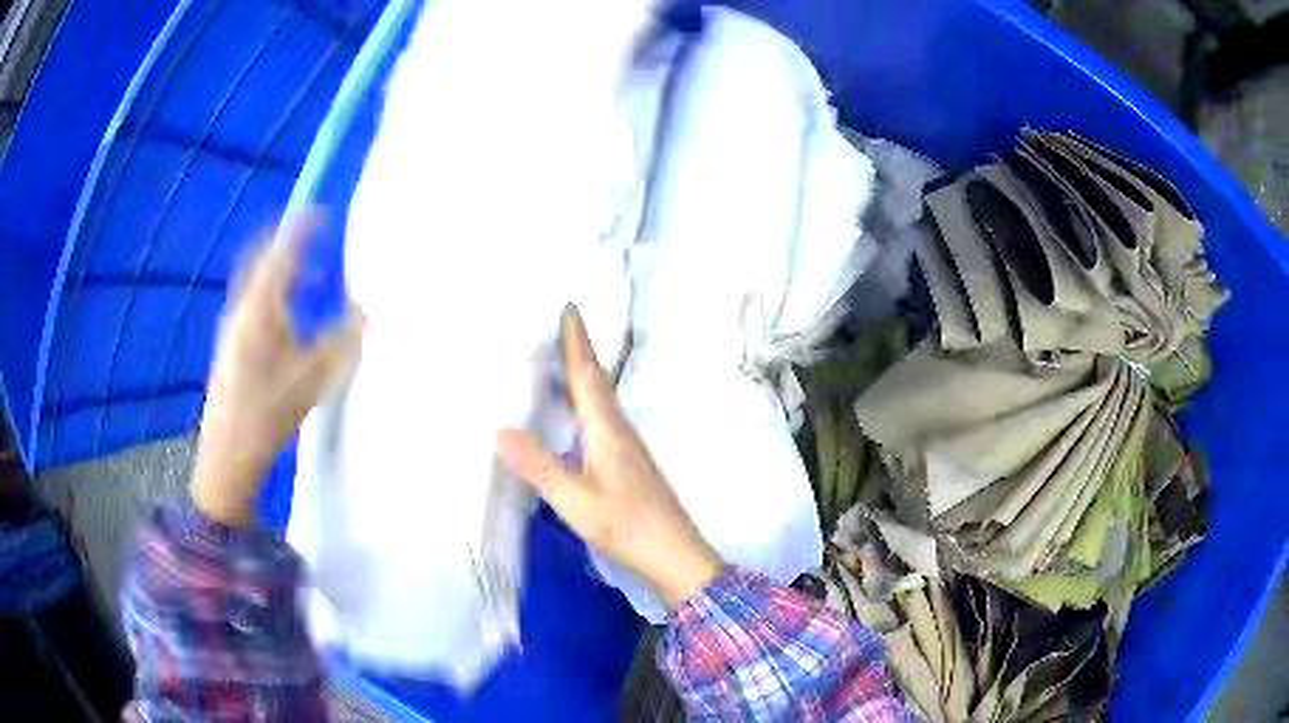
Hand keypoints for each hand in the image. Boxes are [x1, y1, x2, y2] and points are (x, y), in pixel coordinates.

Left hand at [191, 211, 363, 526]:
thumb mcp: (310, 379)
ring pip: (257, 284)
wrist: (227, 455)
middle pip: (261, 261)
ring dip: (281, 272)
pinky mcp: (231, 346)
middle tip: (312, 238)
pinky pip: (254, 303)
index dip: (301, 230)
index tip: (321, 212)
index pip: (281, 254)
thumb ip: (340, 343)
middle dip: (286, 244)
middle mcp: (242, 309)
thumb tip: (366, 315)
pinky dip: (275, 295)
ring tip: (311, 279)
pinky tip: (291, 319)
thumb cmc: (267, 413)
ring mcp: (233, 328)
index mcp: (259, 309)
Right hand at [496, 307, 721, 609]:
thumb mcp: (575, 499)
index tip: (570, 307)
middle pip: (596, 383)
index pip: (588, 376)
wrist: (675, 556)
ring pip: (601, 402)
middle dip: (578, 353)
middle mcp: (620, 432)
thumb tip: (499, 430)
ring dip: (582, 377)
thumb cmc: (626, 526)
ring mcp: (628, 450)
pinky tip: (576, 419)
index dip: (577, 342)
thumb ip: (538, 467)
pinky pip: (601, 422)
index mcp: (608, 431)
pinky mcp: (629, 466)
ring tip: (560, 364)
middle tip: (557, 327)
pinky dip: (585, 406)